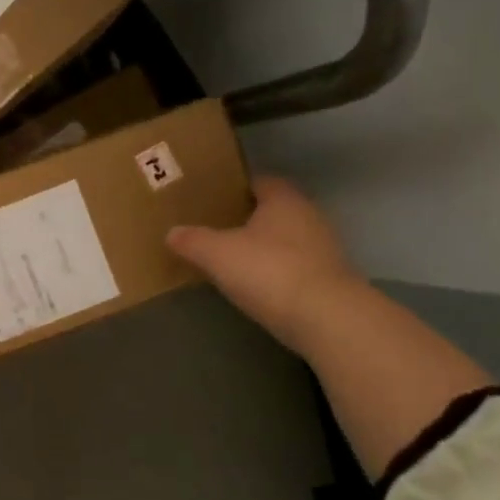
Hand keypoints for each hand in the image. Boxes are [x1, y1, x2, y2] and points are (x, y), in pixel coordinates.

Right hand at [166, 176, 362, 349]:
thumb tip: (172, 232)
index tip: (213, 199)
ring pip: (285, 239)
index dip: (236, 188)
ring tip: (231, 258)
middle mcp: (308, 216)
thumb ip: (192, 240)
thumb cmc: (268, 271)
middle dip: (248, 218)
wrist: (326, 319)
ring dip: (263, 247)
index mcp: (283, 199)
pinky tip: (255, 284)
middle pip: (274, 210)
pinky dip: (275, 271)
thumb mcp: (216, 254)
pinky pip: (294, 266)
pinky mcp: (328, 279)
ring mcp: (323, 249)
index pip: (260, 181)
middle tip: (215, 228)